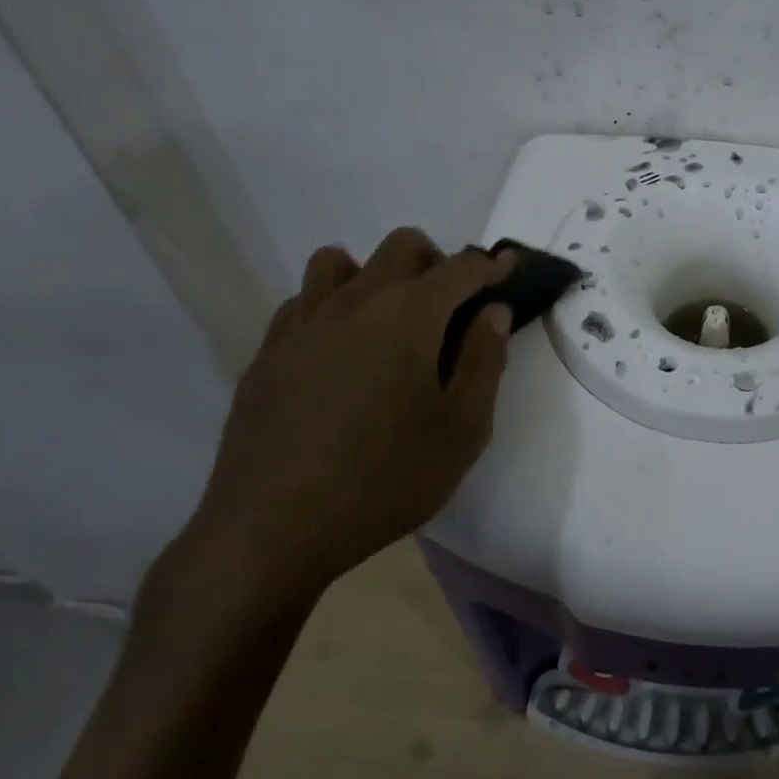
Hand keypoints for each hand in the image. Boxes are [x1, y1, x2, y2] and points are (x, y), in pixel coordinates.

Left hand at [154, 229, 517, 622]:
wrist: (271, 532)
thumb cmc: (385, 479)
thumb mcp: (463, 429)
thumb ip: (486, 360)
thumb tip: (493, 311)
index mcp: (409, 316)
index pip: (462, 268)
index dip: (492, 265)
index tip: (510, 269)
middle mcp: (354, 302)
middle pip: (402, 247)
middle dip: (438, 261)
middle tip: (453, 306)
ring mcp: (303, 324)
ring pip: (341, 262)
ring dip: (376, 275)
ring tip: (391, 321)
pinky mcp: (268, 353)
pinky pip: (304, 301)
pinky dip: (332, 306)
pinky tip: (341, 352)